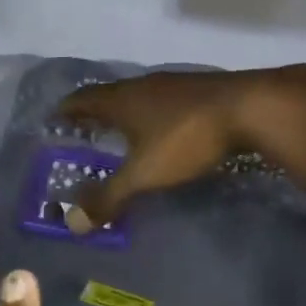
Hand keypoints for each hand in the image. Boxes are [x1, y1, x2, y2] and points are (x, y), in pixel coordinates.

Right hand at [59, 68, 289, 224]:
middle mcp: (143, 85)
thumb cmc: (187, 138)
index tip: (54, 117)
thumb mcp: (145, 173)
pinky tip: (164, 127)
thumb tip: (72, 222)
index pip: (83, 99)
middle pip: (110, 94)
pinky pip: (164, 99)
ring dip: (126, 110)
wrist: (251, 107)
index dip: (67, 109)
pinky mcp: (200, 89)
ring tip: (121, 129)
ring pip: (139, 95)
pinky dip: (153, 112)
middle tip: (84, 126)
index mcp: (122, 100)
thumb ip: (110, 197)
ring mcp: (174, 83)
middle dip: (95, 110)